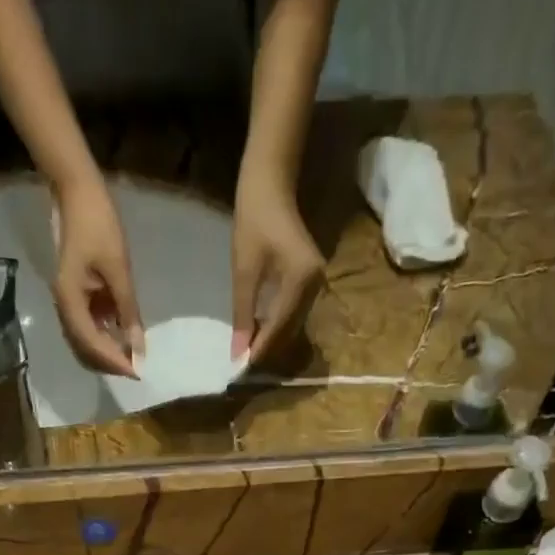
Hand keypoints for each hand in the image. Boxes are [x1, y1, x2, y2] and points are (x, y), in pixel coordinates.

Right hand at [53, 174, 143, 377]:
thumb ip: (128, 309)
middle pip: (86, 350)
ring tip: (134, 356)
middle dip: (111, 362)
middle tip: (137, 368)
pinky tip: (125, 336)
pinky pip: (91, 326)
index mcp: (69, 301)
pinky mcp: (78, 297)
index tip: (136, 372)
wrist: (77, 190)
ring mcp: (70, 303)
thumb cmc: (97, 223)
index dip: (114, 361)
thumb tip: (138, 347)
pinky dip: (107, 335)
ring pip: (87, 341)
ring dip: (109, 351)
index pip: (91, 345)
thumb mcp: (118, 268)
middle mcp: (65, 308)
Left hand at [231, 173, 324, 366]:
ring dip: (272, 340)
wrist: (270, 186)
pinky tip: (260, 333)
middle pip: (290, 331)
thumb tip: (237, 353)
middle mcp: (316, 285)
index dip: (260, 350)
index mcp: (301, 280)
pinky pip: (295, 314)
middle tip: (242, 365)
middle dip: (267, 349)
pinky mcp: (312, 281)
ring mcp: (317, 283)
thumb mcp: (243, 272)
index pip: (280, 327)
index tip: (240, 368)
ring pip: (293, 325)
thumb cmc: (253, 221)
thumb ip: (242, 315)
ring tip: (248, 353)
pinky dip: (277, 326)